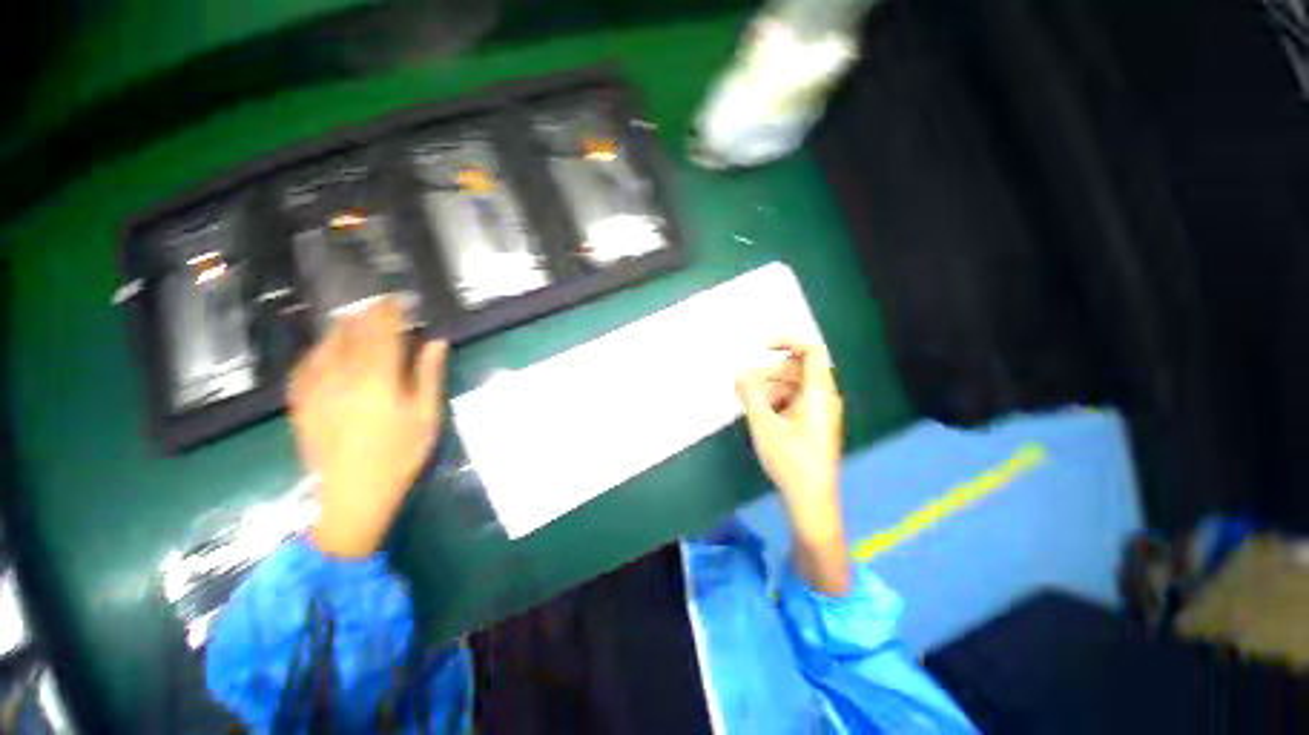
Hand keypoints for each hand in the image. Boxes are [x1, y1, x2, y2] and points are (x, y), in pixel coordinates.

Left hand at [289, 298, 447, 557]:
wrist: (354, 495)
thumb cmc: (400, 455)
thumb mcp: (426, 416)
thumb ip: (429, 375)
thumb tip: (436, 342)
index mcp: (378, 379)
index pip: (383, 332)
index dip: (391, 312)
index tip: (400, 300)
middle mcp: (343, 376)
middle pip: (353, 334)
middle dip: (367, 315)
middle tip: (380, 305)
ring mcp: (316, 390)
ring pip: (325, 346)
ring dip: (341, 329)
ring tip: (353, 320)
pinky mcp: (301, 405)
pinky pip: (303, 367)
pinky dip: (315, 352)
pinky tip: (321, 351)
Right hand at [736, 339, 849, 593]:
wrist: (811, 501)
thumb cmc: (790, 459)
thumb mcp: (764, 423)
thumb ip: (750, 393)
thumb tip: (739, 370)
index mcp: (819, 392)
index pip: (811, 351)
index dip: (788, 342)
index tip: (763, 348)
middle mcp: (824, 397)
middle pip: (797, 370)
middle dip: (768, 372)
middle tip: (742, 384)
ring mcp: (820, 412)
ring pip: (792, 387)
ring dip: (768, 388)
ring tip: (743, 398)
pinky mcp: (814, 424)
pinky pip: (794, 402)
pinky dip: (775, 401)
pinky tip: (756, 411)